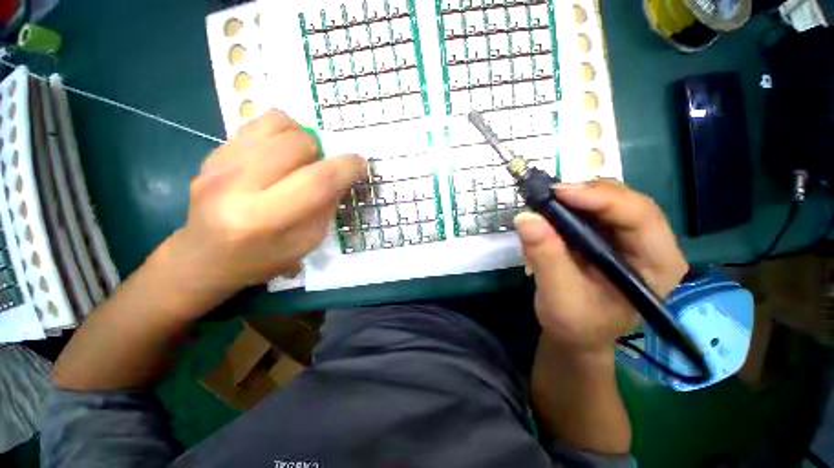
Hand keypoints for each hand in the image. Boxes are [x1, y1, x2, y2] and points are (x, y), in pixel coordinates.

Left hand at [155, 111, 366, 314]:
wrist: (203, 258)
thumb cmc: (262, 259)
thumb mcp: (306, 243)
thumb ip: (326, 207)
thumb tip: (341, 175)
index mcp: (264, 219)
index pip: (317, 182)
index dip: (347, 167)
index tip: (360, 164)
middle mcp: (236, 185)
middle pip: (298, 144)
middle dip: (322, 152)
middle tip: (320, 169)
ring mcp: (219, 164)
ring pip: (277, 123)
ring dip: (301, 138)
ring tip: (300, 159)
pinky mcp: (211, 153)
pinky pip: (257, 124)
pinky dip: (280, 134)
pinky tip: (278, 155)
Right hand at [514, 180, 687, 357]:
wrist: (575, 333)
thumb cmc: (576, 324)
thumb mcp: (559, 296)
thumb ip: (546, 257)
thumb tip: (526, 217)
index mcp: (657, 264)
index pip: (641, 217)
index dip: (601, 198)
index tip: (558, 193)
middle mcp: (649, 244)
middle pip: (624, 201)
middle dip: (583, 195)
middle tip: (546, 196)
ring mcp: (627, 238)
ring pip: (604, 201)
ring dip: (571, 201)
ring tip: (542, 209)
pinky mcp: (606, 236)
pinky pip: (587, 210)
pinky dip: (564, 210)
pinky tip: (547, 220)